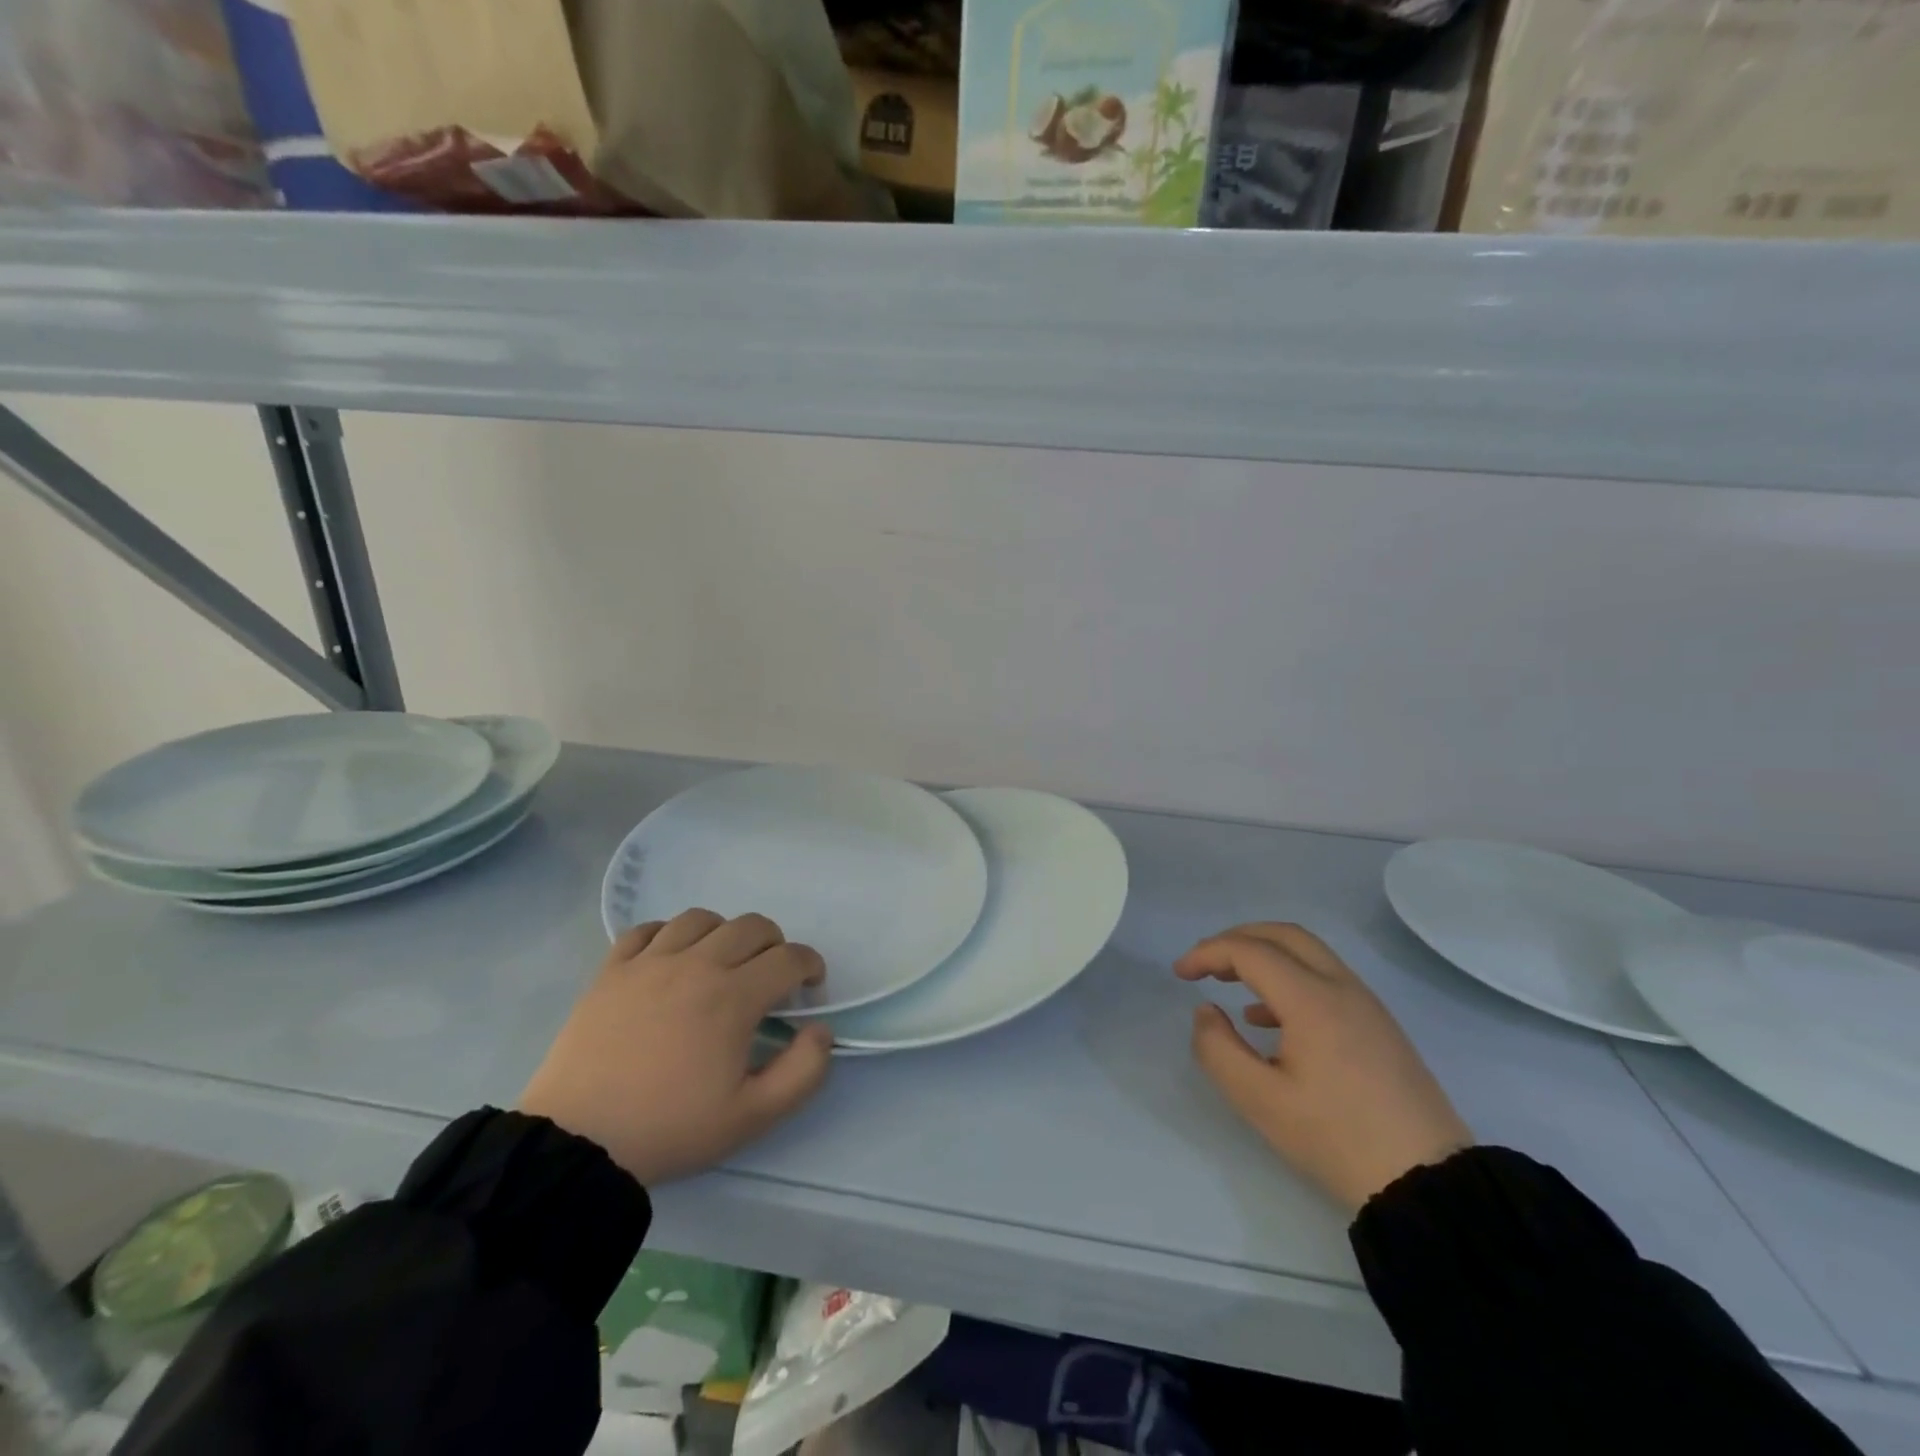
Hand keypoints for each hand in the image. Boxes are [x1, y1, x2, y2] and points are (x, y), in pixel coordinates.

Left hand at [520, 908, 833, 1186]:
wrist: (578, 1143)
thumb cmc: (670, 1128)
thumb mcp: (753, 1116)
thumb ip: (803, 1071)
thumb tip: (821, 1030)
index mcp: (733, 997)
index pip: (789, 958)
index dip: (811, 966)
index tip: (810, 988)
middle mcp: (696, 964)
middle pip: (752, 926)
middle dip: (775, 945)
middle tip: (771, 977)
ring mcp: (650, 962)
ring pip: (701, 918)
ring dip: (724, 933)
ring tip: (721, 963)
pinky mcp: (612, 970)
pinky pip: (646, 929)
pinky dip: (668, 934)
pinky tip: (670, 959)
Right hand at [1177, 923, 1471, 1212]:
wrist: (1429, 1184)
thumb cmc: (1336, 1139)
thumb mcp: (1260, 1101)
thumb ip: (1218, 1049)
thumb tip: (1206, 1012)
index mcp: (1312, 999)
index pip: (1249, 950)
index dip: (1207, 953)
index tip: (1179, 974)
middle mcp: (1341, 987)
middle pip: (1283, 935)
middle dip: (1236, 939)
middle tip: (1204, 963)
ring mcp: (1366, 1005)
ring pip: (1308, 953)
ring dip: (1264, 955)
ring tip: (1229, 984)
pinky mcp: (1379, 1025)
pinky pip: (1325, 978)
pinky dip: (1289, 977)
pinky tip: (1268, 1019)